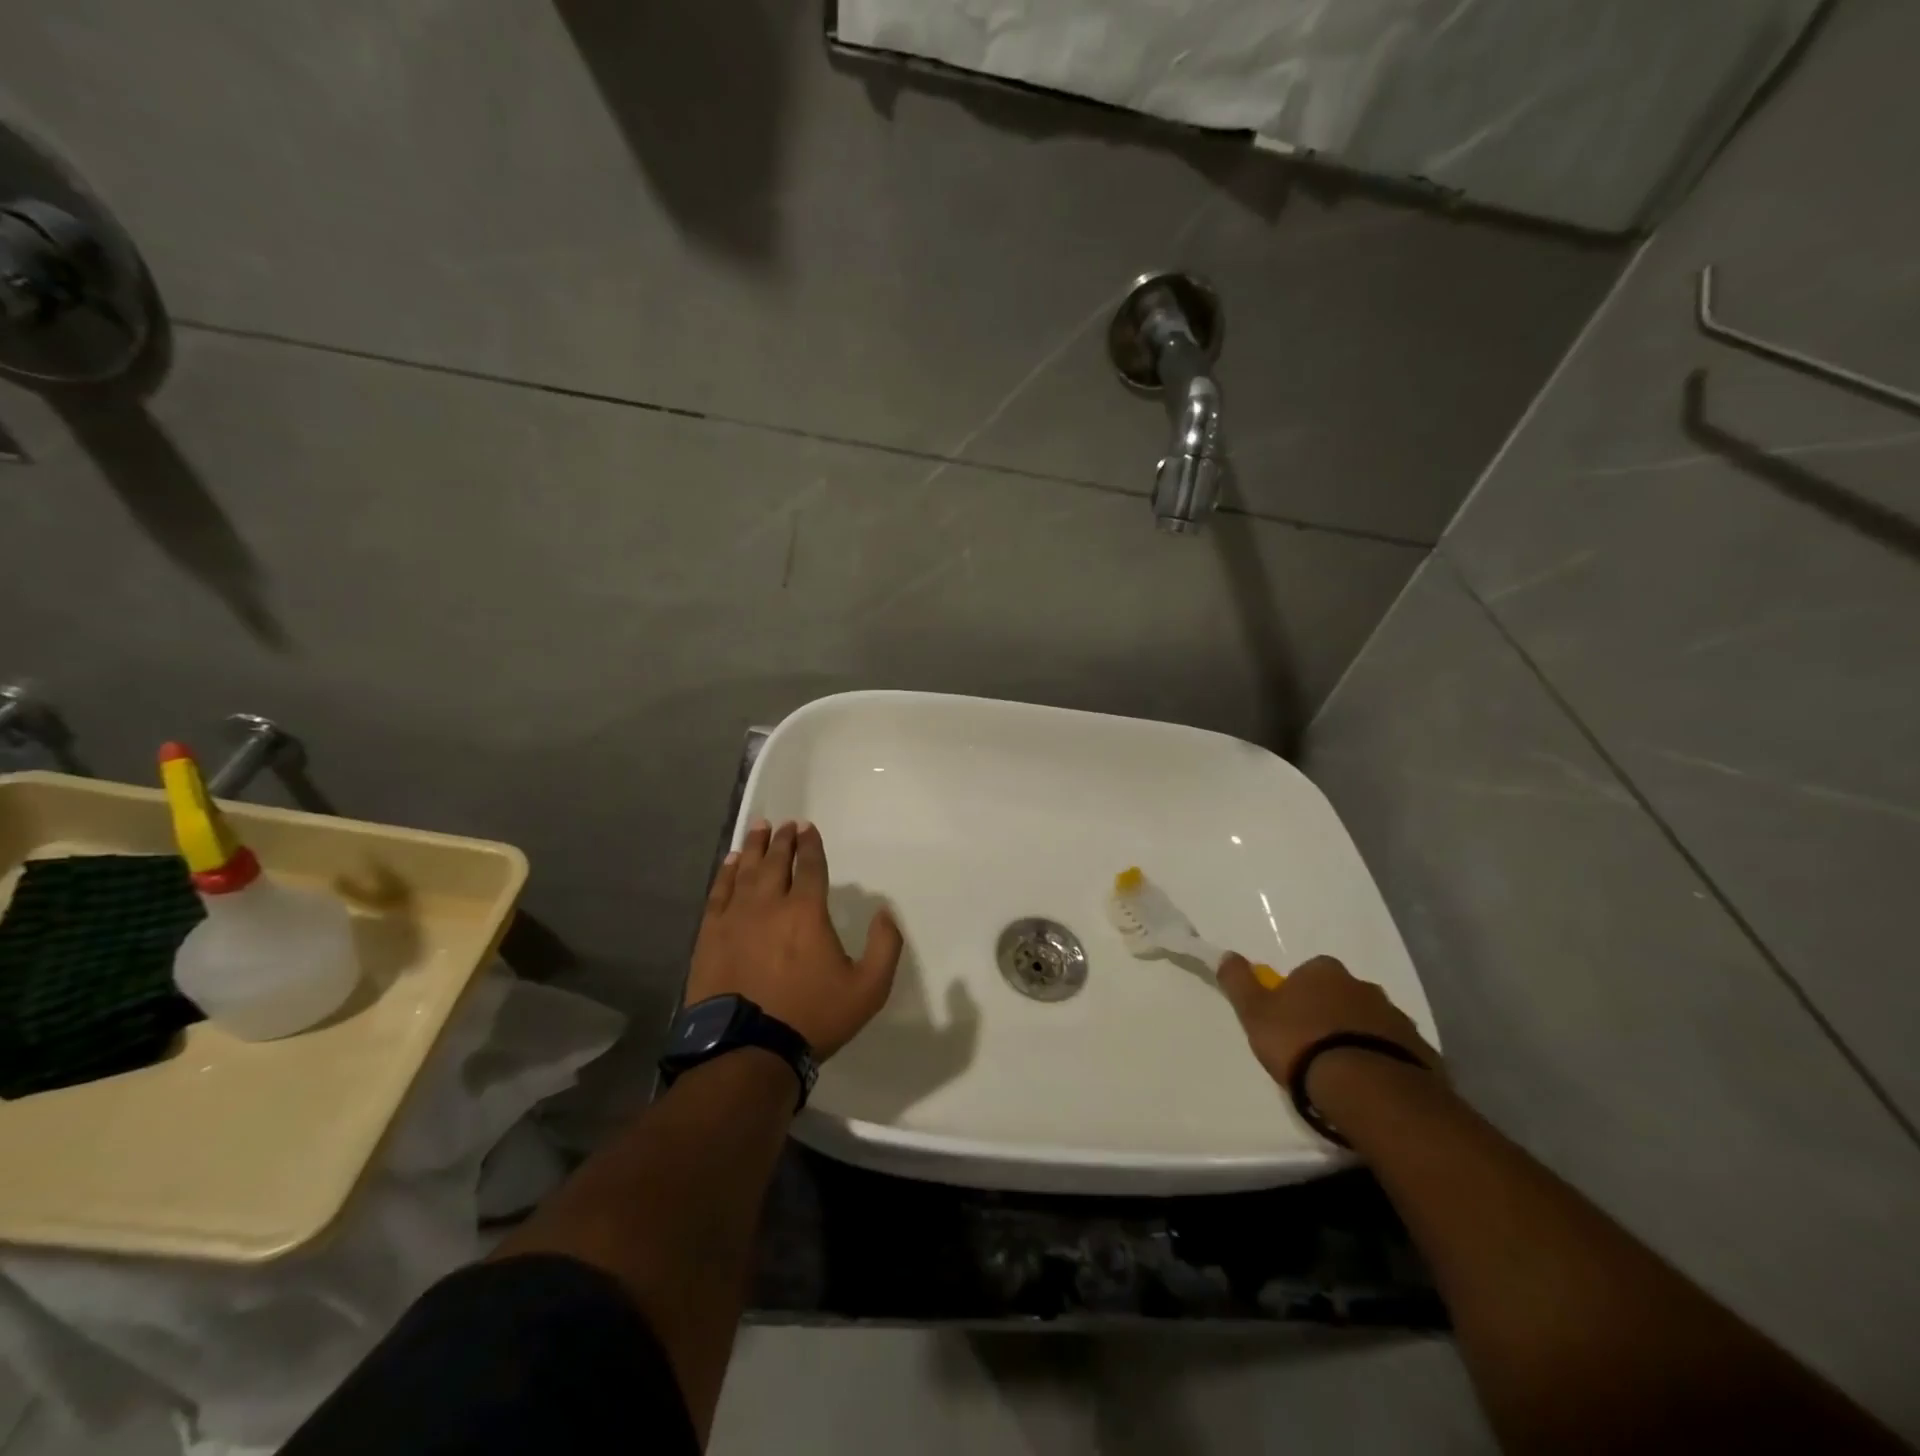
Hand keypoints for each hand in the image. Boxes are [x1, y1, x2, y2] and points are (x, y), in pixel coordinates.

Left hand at [687, 819, 902, 1058]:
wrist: (748, 1050)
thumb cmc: (812, 1018)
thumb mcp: (868, 989)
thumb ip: (884, 947)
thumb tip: (885, 913)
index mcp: (807, 912)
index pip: (810, 867)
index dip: (810, 845)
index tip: (807, 828)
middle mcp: (770, 904)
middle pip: (775, 861)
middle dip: (781, 840)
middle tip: (783, 824)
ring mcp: (736, 918)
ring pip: (745, 871)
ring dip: (753, 847)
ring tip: (758, 828)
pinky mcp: (711, 935)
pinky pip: (719, 893)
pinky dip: (725, 874)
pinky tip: (729, 863)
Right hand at [1216, 953, 1439, 1097]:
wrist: (1367, 1088)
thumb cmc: (1301, 1043)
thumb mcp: (1255, 1013)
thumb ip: (1240, 983)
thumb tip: (1228, 955)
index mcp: (1324, 972)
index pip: (1308, 973)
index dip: (1297, 995)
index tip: (1289, 1021)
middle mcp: (1364, 986)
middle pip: (1342, 996)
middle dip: (1331, 1014)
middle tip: (1314, 1047)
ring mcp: (1397, 1019)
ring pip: (1371, 1024)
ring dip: (1358, 1038)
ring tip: (1343, 1073)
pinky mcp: (1423, 1052)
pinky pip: (1397, 1053)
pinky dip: (1384, 1062)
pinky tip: (1371, 1087)